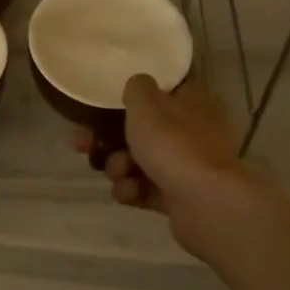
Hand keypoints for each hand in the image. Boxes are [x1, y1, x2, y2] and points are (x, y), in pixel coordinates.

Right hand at [76, 75, 265, 258]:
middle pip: (140, 130)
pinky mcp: (178, 197)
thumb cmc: (173, 145)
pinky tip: (129, 193)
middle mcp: (191, 131)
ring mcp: (185, 166)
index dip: (126, 100)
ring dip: (118, 167)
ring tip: (119, 174)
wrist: (205, 204)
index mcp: (190, 102)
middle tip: (84, 145)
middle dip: (109, 140)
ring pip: (137, 161)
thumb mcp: (146, 104)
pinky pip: (144, 189)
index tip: (98, 109)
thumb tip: (138, 85)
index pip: (157, 92)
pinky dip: (132, 190)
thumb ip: (136, 88)